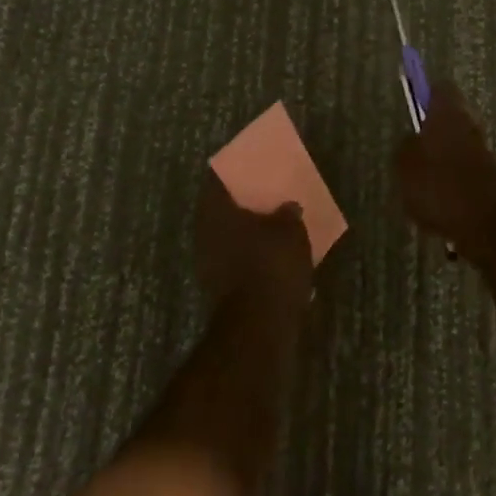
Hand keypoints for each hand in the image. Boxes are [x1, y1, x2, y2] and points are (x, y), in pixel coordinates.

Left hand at [195, 176, 312, 314]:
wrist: (259, 326)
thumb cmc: (272, 265)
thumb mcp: (290, 231)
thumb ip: (288, 214)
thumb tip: (288, 207)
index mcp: (216, 210)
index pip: (219, 179)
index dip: (235, 172)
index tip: (252, 169)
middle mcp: (205, 232)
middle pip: (224, 209)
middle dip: (244, 204)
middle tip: (267, 197)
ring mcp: (209, 262)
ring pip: (230, 236)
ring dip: (249, 233)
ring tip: (275, 227)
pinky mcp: (220, 288)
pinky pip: (237, 260)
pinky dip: (252, 256)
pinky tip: (273, 257)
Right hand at [394, 84, 495, 257]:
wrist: (484, 223)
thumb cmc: (438, 185)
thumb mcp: (404, 165)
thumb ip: (405, 146)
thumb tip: (411, 140)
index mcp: (448, 112)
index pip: (440, 88)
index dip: (426, 94)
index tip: (413, 106)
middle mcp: (469, 124)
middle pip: (450, 117)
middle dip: (433, 130)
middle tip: (412, 148)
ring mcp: (482, 151)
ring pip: (457, 144)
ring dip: (442, 156)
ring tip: (420, 180)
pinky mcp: (488, 177)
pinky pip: (464, 169)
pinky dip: (451, 179)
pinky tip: (436, 201)